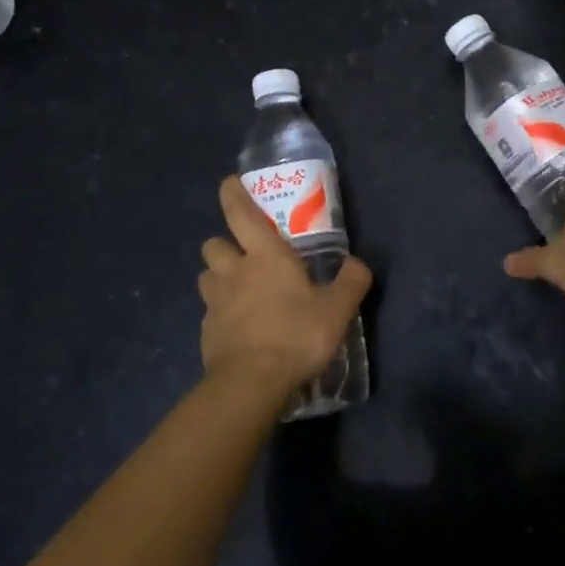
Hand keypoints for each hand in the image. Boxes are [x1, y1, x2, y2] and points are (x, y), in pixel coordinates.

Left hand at [199, 176, 371, 397]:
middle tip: (243, 254)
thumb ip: (351, 282)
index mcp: (265, 256)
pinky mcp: (207, 332)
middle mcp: (234, 271)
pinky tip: (238, 326)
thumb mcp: (338, 309)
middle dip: (224, 243)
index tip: (229, 182)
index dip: (232, 195)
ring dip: (218, 276)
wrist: (252, 382)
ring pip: (206, 276)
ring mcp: (215, 303)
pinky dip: (220, 312)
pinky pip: (209, 311)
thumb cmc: (297, 334)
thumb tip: (358, 264)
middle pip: (214, 243)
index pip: (241, 214)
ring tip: (237, 288)